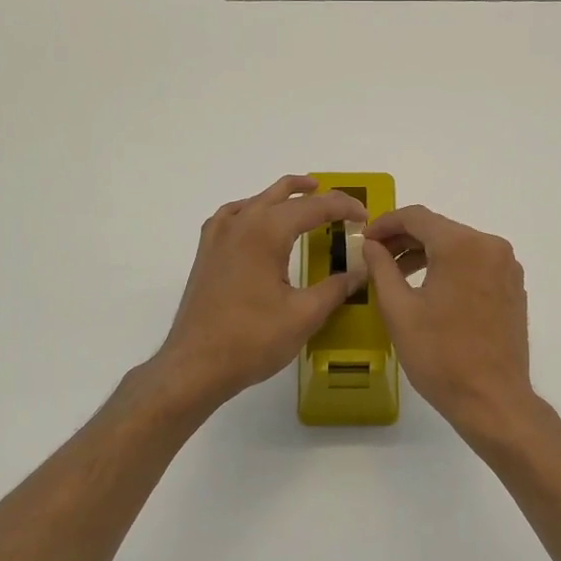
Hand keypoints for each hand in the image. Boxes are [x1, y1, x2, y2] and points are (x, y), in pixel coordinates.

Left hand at [151, 175, 367, 410]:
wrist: (195, 365)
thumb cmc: (252, 339)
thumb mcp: (304, 315)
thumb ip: (336, 288)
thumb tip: (360, 271)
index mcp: (266, 232)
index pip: (314, 207)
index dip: (343, 207)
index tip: (365, 218)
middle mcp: (240, 224)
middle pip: (282, 195)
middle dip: (316, 196)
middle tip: (343, 207)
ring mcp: (218, 236)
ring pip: (256, 200)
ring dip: (283, 196)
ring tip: (306, 195)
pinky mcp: (206, 253)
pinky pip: (233, 215)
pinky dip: (254, 210)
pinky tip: (259, 223)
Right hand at [361, 205, 536, 437]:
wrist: (492, 399)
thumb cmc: (440, 356)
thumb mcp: (399, 310)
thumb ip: (381, 268)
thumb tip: (371, 245)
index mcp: (462, 246)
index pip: (417, 217)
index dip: (386, 223)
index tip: (365, 239)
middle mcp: (491, 246)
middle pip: (440, 229)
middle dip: (405, 239)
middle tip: (376, 256)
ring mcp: (507, 266)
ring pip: (459, 246)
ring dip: (427, 253)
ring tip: (398, 274)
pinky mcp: (514, 286)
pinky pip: (476, 263)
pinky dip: (451, 267)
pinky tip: (432, 289)